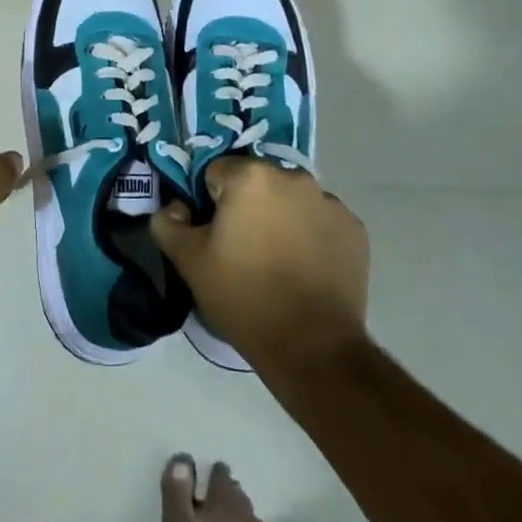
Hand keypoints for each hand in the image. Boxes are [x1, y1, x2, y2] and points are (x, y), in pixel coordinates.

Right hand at [150, 156, 369, 373]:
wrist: (312, 348)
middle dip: (247, 206)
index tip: (213, 235)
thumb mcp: (189, 262)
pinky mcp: (354, 229)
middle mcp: (293, 176)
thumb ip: (168, 222)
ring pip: (290, 199)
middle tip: (242, 249)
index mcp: (251, 176)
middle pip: (256, 183)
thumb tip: (174, 207)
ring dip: (280, 217)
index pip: (216, 173)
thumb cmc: (244, 296)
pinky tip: (305, 269)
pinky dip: (311, 235)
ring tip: (276, 262)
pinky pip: (320, 220)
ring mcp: (329, 202)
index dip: (208, 203)